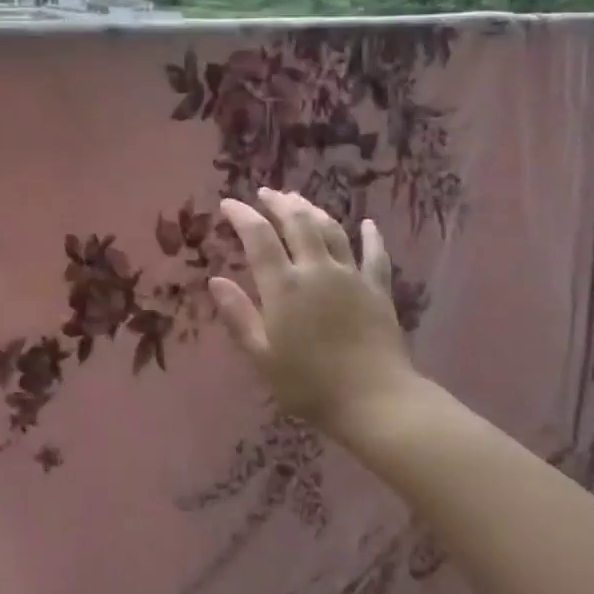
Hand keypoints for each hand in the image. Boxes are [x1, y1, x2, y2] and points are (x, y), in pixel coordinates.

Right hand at [209, 188, 418, 436]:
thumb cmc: (309, 384)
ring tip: (300, 201)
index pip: (259, 238)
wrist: (374, 400)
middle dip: (279, 203)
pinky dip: (371, 236)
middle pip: (298, 223)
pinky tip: (368, 224)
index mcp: (284, 286)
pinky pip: (374, 255)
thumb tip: (216, 280)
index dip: (242, 216)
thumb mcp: (262, 356)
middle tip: (266, 193)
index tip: (229, 204)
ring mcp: (351, 276)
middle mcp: (317, 269)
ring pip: (332, 230)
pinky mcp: (378, 289)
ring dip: (313, 210)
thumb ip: (238, 316)